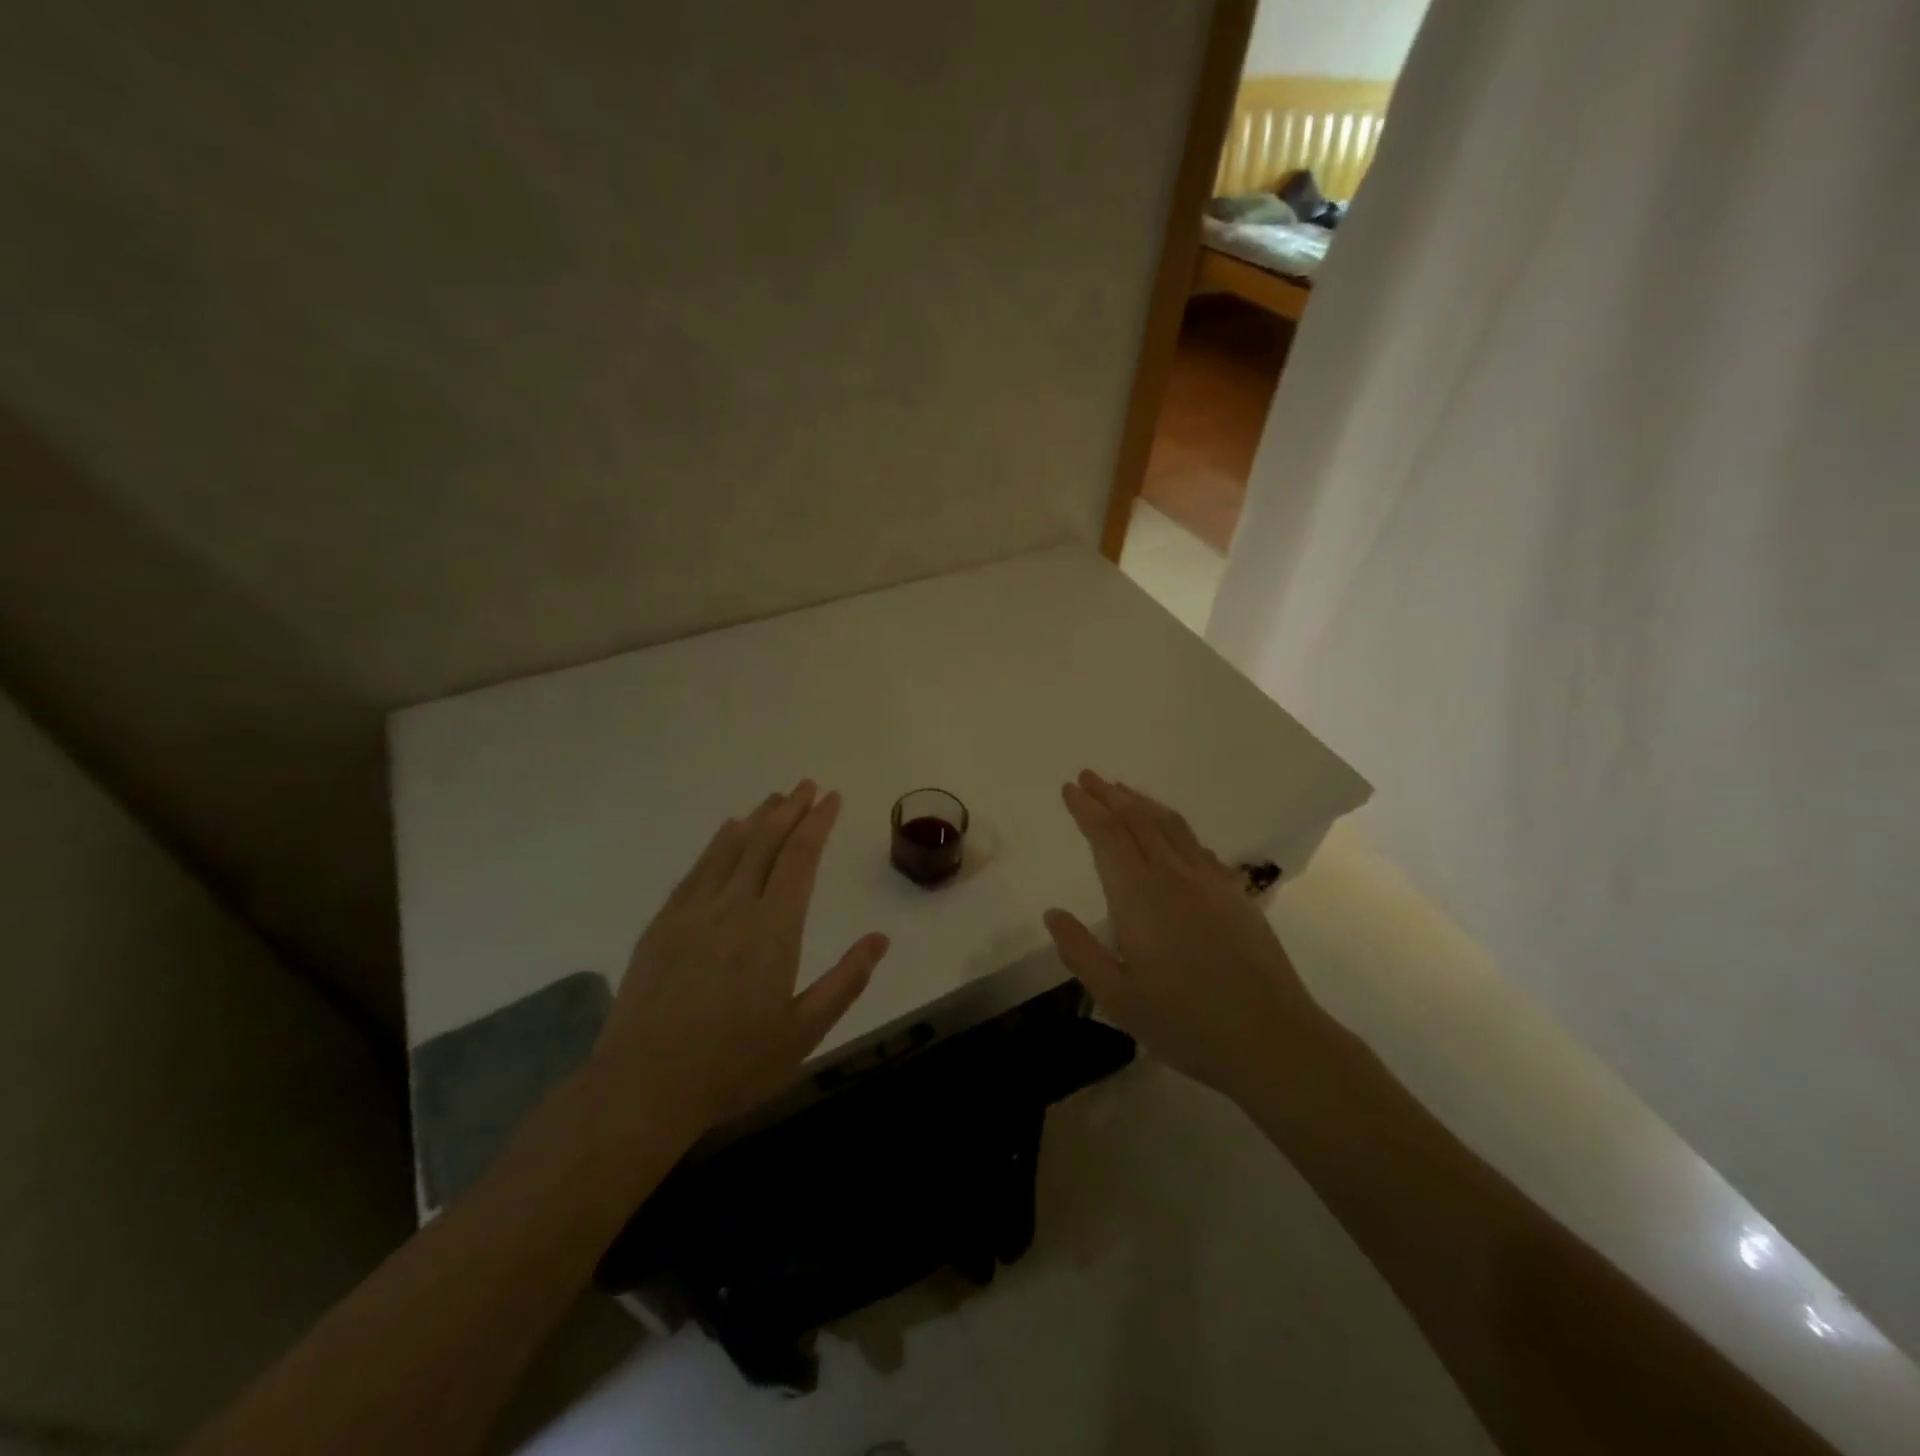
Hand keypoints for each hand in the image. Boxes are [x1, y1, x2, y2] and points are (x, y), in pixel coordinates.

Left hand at [587, 781, 889, 1136]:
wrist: (643, 1086)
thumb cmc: (733, 1064)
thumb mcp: (804, 1032)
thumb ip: (846, 981)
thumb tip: (880, 938)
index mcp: (773, 930)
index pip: (800, 859)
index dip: (817, 824)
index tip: (831, 798)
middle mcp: (734, 907)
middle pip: (766, 843)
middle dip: (790, 810)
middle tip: (808, 786)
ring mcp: (693, 911)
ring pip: (731, 848)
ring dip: (757, 819)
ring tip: (776, 798)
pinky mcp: (663, 923)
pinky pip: (697, 868)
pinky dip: (718, 843)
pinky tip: (728, 830)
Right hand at [1042, 770, 1328, 1103]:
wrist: (1271, 1038)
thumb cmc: (1185, 1023)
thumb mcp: (1118, 999)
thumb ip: (1080, 951)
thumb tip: (1052, 913)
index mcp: (1138, 896)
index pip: (1107, 836)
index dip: (1086, 808)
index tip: (1070, 787)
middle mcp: (1172, 875)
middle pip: (1137, 820)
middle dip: (1109, 795)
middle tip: (1088, 776)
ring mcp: (1209, 880)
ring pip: (1169, 825)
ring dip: (1141, 803)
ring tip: (1122, 790)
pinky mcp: (1235, 893)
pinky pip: (1196, 844)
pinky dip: (1173, 826)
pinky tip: (1169, 831)